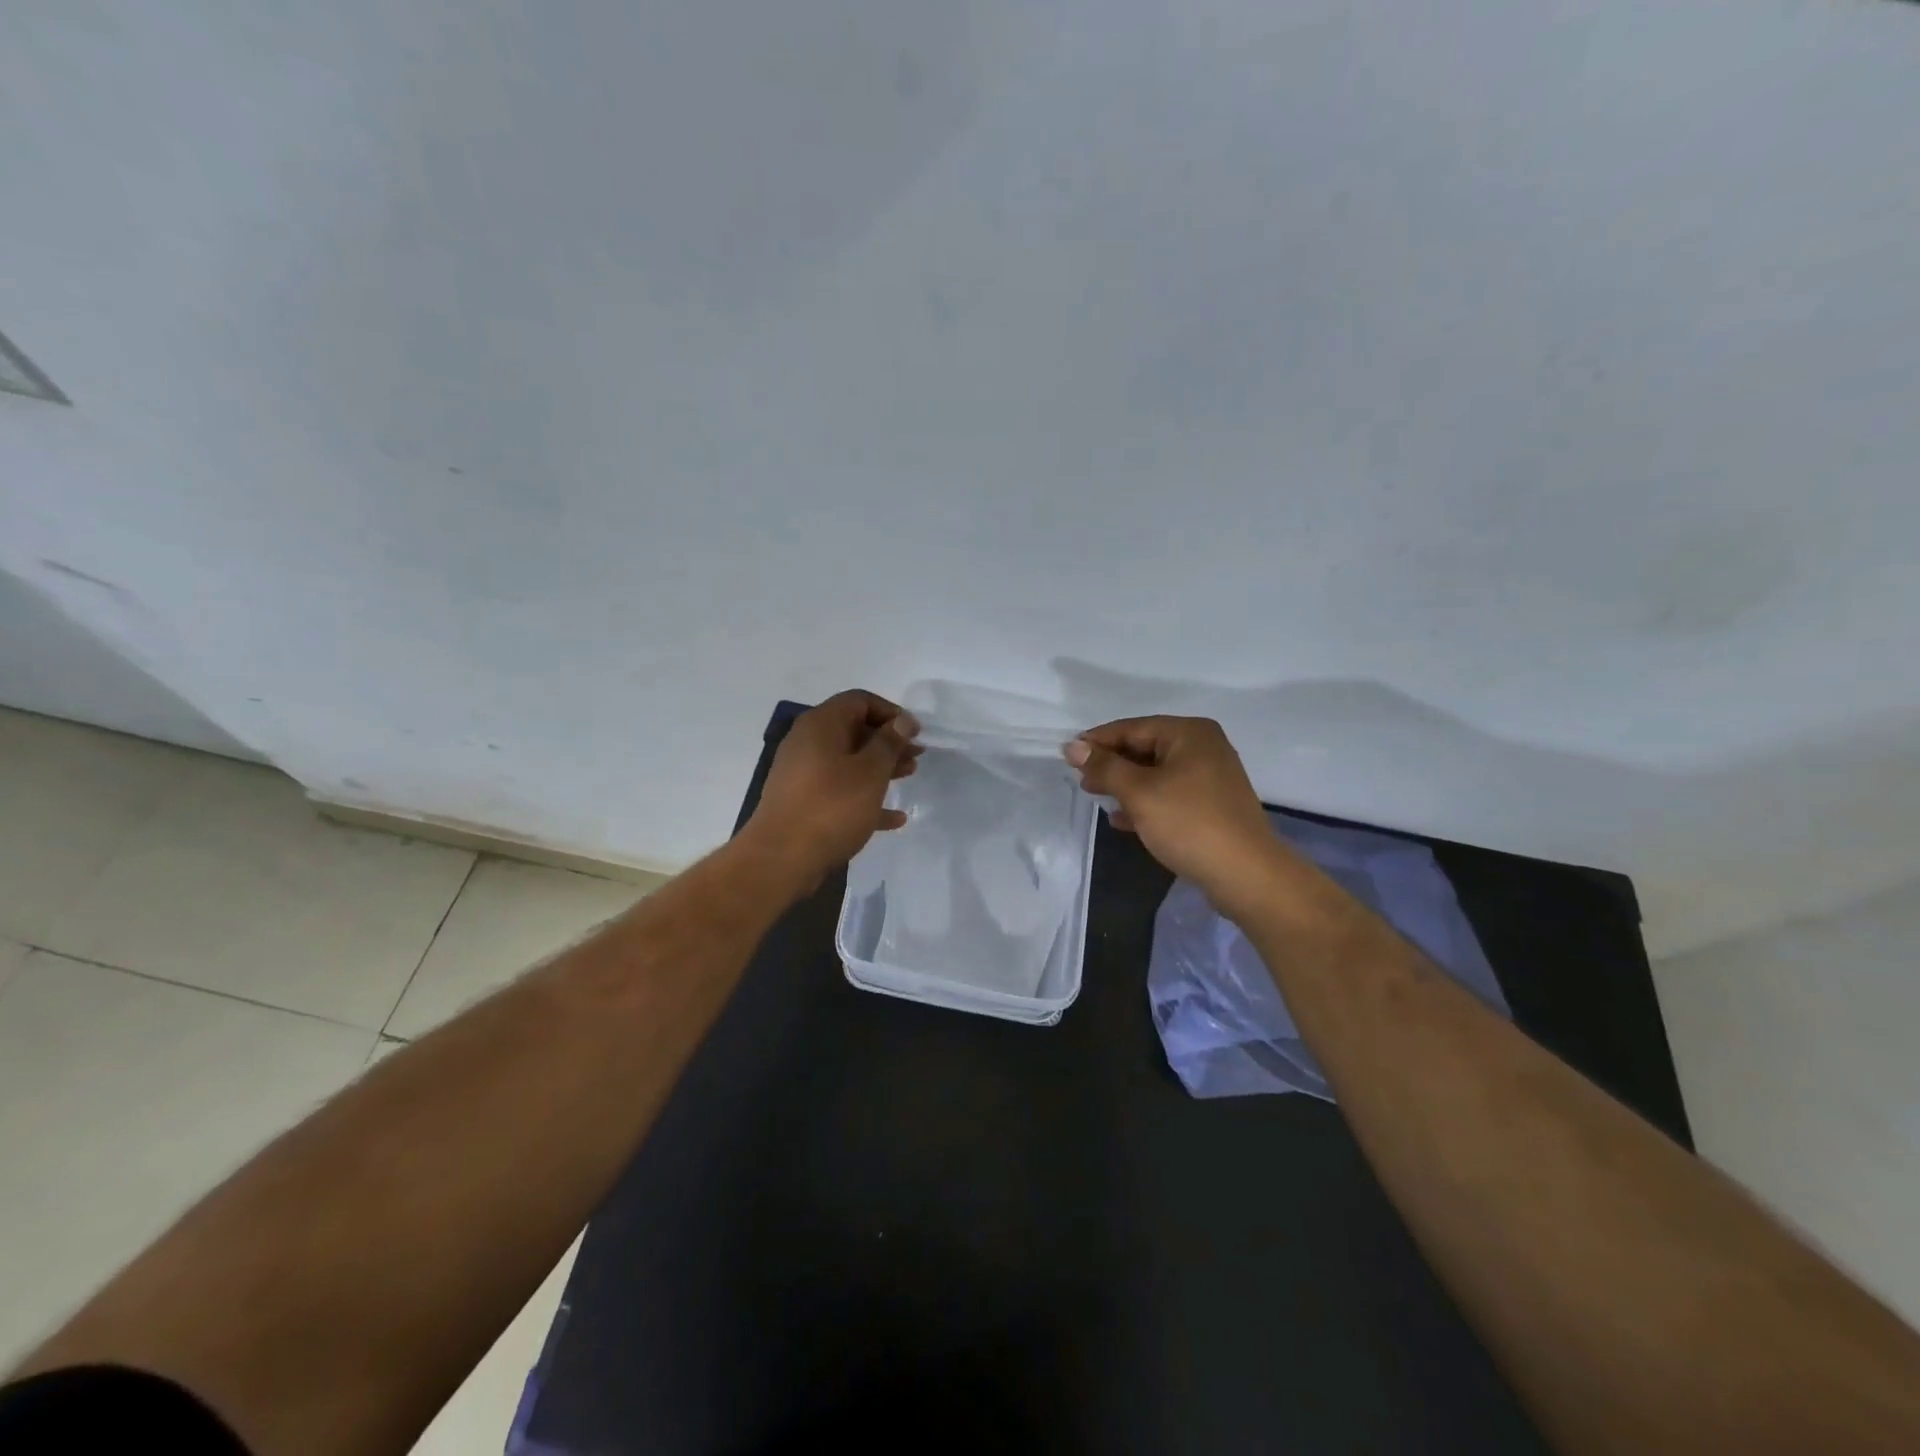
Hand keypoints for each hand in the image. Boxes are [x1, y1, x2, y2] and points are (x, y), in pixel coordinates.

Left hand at [743, 690, 920, 892]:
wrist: (781, 858)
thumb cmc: (831, 806)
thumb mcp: (870, 771)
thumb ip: (889, 743)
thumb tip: (903, 720)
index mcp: (821, 724)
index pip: (859, 701)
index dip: (891, 712)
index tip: (915, 733)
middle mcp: (807, 742)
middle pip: (854, 731)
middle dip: (888, 742)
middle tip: (917, 756)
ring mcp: (802, 774)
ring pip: (848, 762)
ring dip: (880, 767)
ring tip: (909, 777)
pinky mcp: (802, 802)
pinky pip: (839, 791)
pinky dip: (865, 797)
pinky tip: (894, 818)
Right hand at [1064, 716, 1282, 911]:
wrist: (1246, 875)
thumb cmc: (1189, 824)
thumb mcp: (1139, 792)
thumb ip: (1104, 767)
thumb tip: (1073, 746)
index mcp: (1189, 733)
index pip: (1132, 728)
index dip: (1097, 741)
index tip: (1067, 756)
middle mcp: (1203, 747)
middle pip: (1145, 747)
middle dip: (1111, 764)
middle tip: (1081, 781)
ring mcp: (1211, 776)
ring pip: (1156, 772)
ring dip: (1125, 784)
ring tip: (1097, 798)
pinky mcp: (1212, 804)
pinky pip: (1169, 793)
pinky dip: (1145, 801)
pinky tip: (1123, 819)